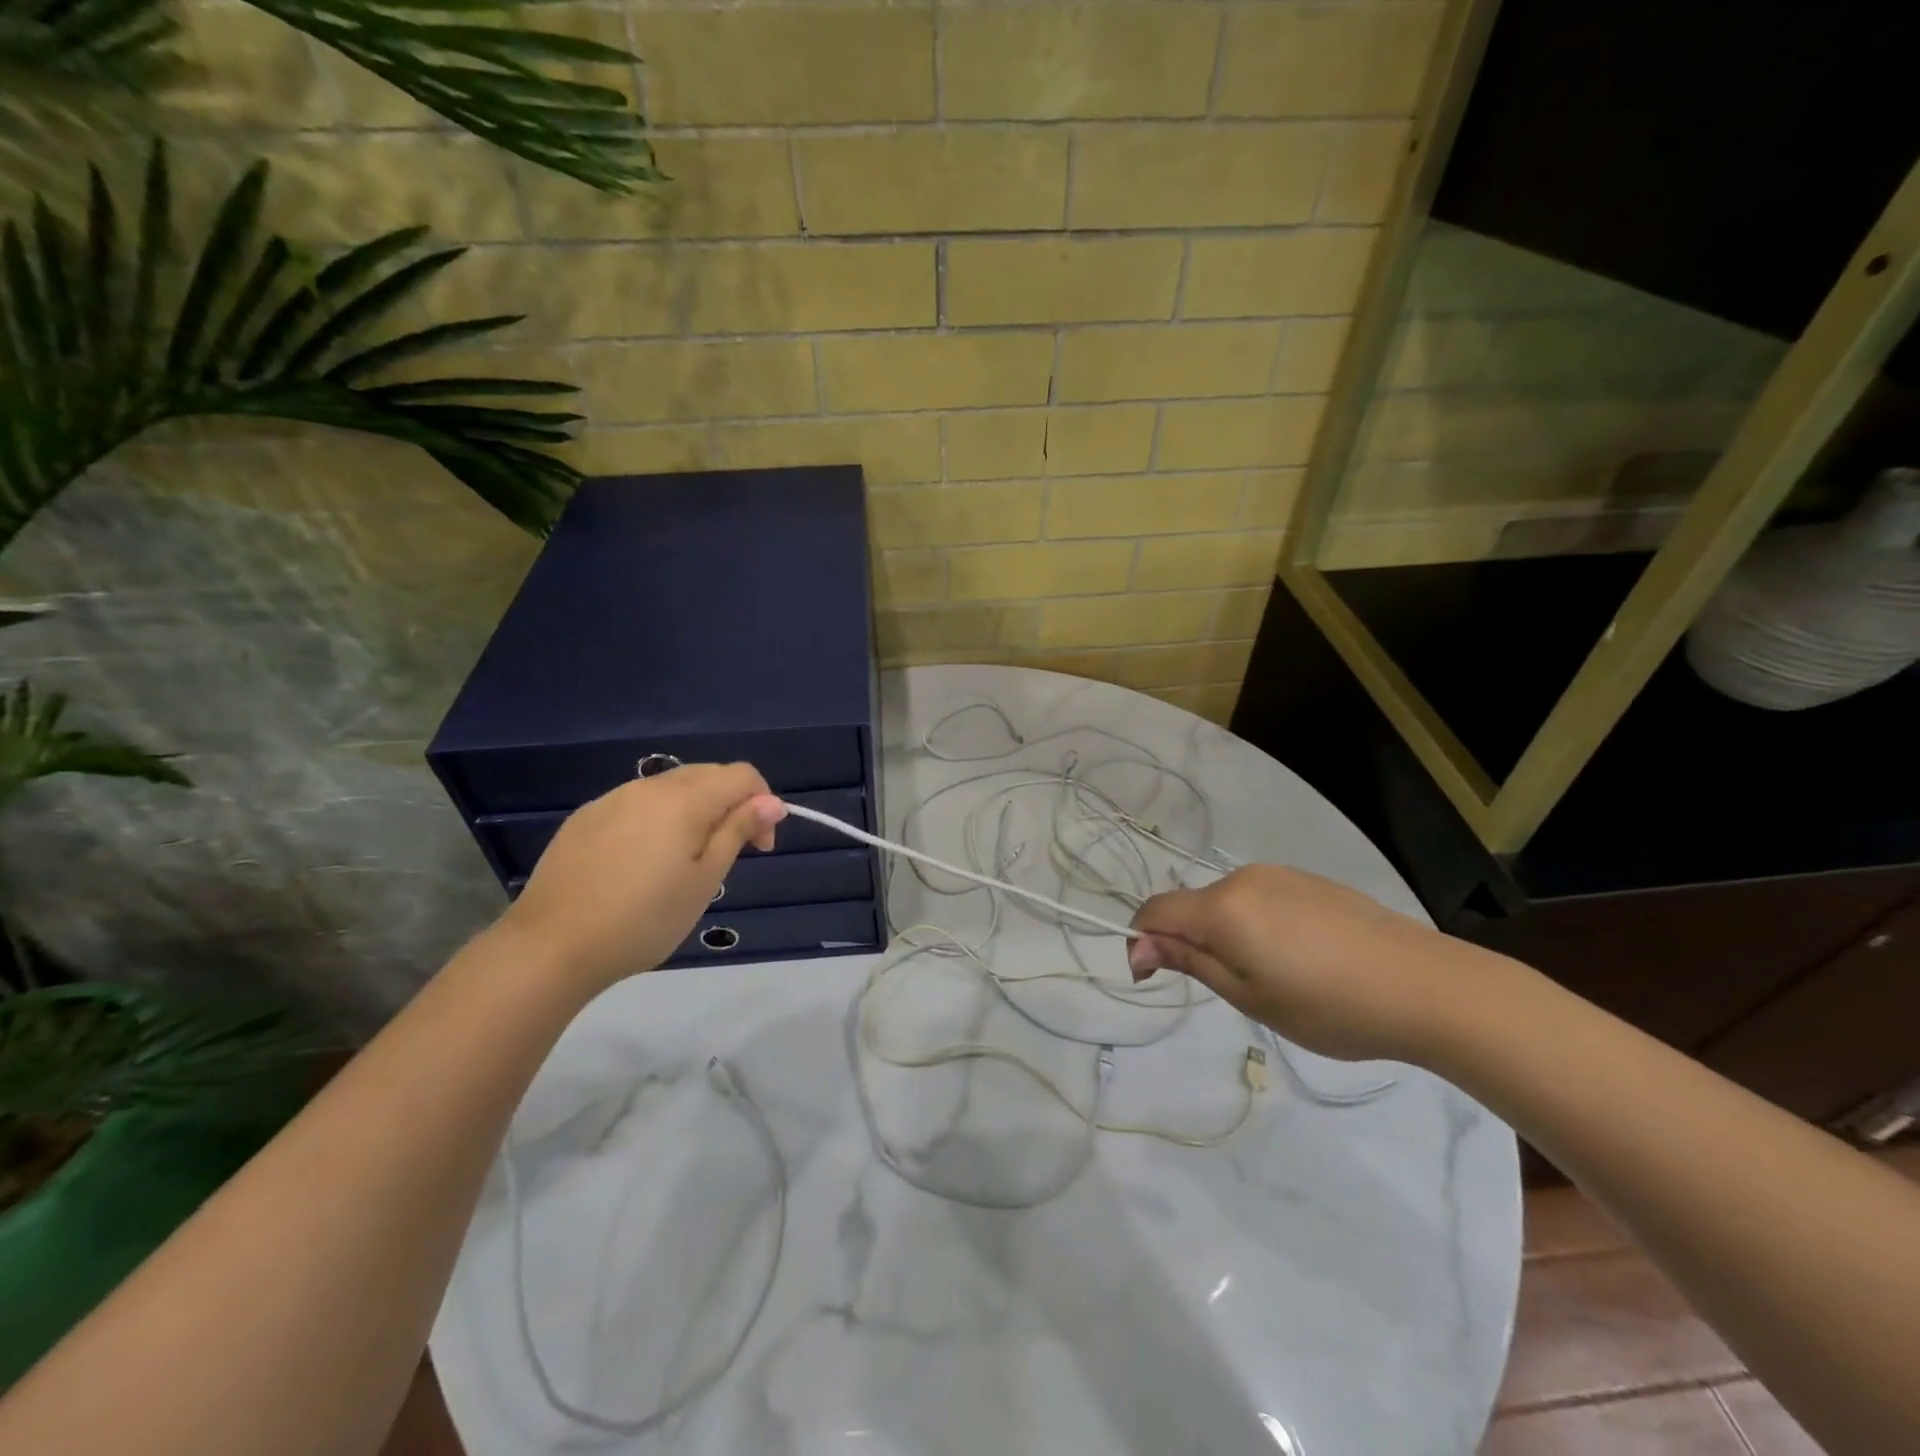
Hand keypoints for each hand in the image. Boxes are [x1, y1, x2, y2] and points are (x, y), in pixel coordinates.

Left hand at [501, 763, 785, 991]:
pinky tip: (642, 862)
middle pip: (707, 775)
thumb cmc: (644, 919)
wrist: (551, 946)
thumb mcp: (705, 880)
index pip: (741, 775)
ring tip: (685, 861)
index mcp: (684, 799)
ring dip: (694, 810)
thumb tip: (772, 801)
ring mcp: (612, 799)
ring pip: (670, 788)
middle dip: (731, 804)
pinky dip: (657, 819)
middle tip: (729, 854)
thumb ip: (738, 831)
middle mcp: (649, 787)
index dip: (762, 803)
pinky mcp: (585, 818)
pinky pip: (637, 804)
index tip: (759, 847)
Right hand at [1128, 865, 1479, 1062]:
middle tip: (1233, 990)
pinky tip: (1302, 957)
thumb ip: (1190, 962)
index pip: (1155, 910)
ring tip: (1273, 977)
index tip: (1155, 979)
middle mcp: (1244, 879)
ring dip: (1226, 933)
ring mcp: (1280, 875)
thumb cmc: (1329, 1005)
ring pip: (1228, 902)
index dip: (1143, 941)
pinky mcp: (1310, 880)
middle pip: (1192, 906)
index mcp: (1223, 907)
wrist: (1427, 985)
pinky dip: (1257, 924)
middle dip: (1191, 941)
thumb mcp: (1250, 996)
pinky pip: (1261, 898)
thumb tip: (1139, 947)